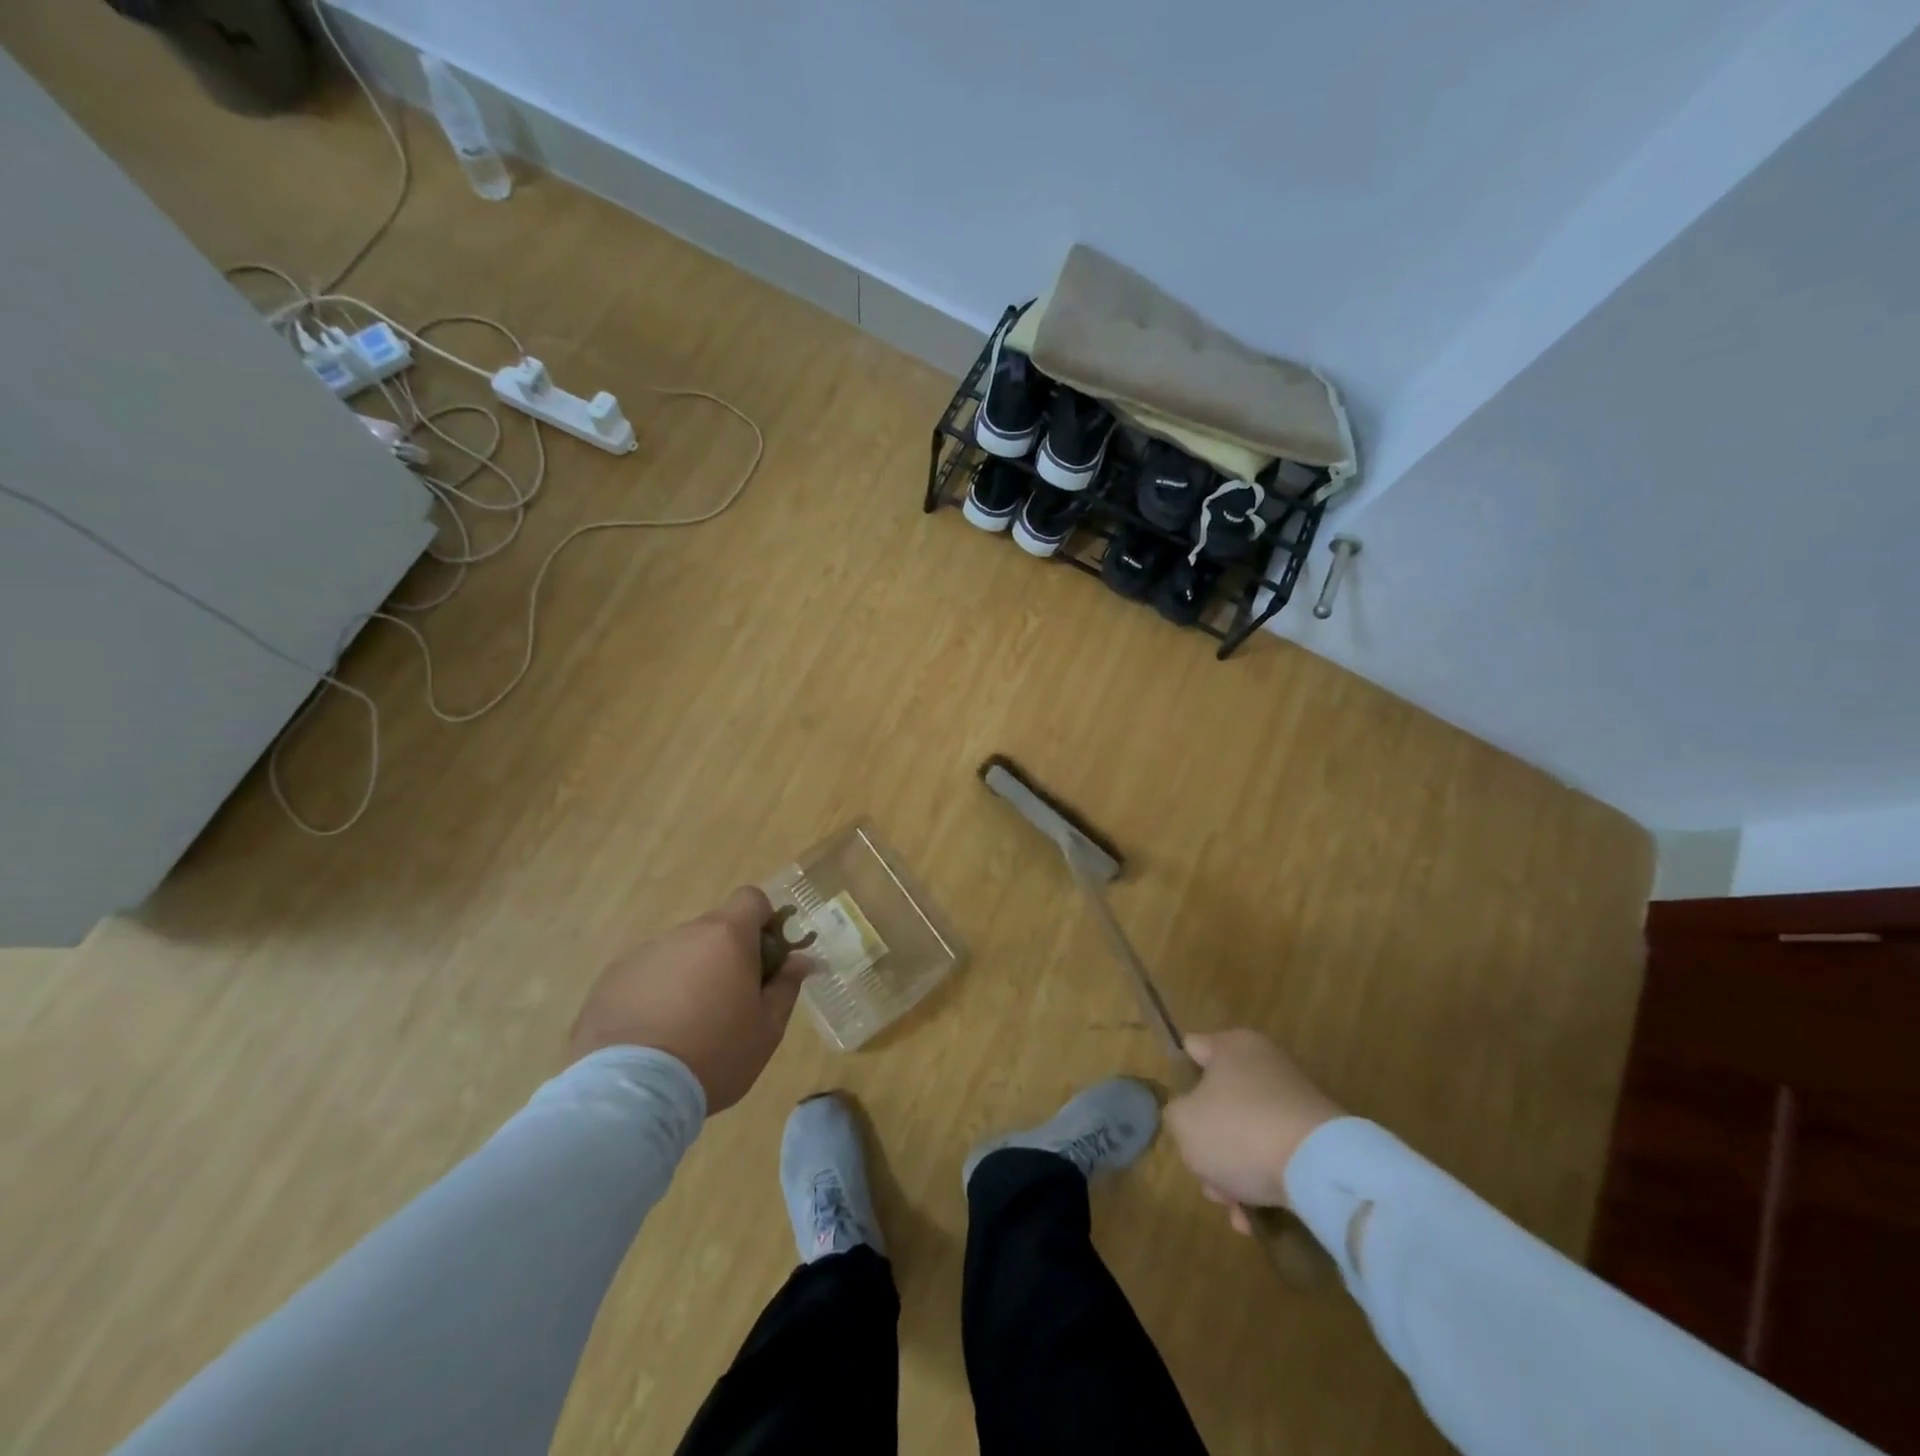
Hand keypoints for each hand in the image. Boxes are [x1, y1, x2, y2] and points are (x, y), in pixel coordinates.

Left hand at [569, 886, 813, 1111]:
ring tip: (685, 1028)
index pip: (751, 899)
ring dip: (689, 976)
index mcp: (726, 936)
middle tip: (730, 1003)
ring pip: (679, 954)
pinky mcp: (609, 981)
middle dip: (726, 956)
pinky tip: (652, 1037)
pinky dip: (655, 995)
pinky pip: (645, 977)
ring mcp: (642, 955)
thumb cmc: (715, 1055)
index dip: (764, 921)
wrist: (630, 1093)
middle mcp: (683, 934)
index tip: (766, 957)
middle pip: (714, 929)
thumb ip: (786, 987)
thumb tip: (800, 960)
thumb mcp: (767, 1029)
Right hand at [1165, 1029, 1342, 1225]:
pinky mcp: (1317, 1138)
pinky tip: (1255, 1218)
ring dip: (1233, 1173)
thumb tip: (1191, 1118)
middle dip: (1208, 1145)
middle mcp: (1265, 1065)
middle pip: (1219, 1103)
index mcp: (1232, 1046)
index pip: (1192, 1050)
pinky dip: (1263, 1182)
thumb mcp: (1183, 1122)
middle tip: (1205, 1176)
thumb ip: (1175, 1115)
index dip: (1179, 1079)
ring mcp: (1294, 1102)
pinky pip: (1276, 1156)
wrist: (1321, 1169)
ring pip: (1246, 1136)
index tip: (1177, 1113)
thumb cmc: (1239, 1130)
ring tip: (1233, 1209)